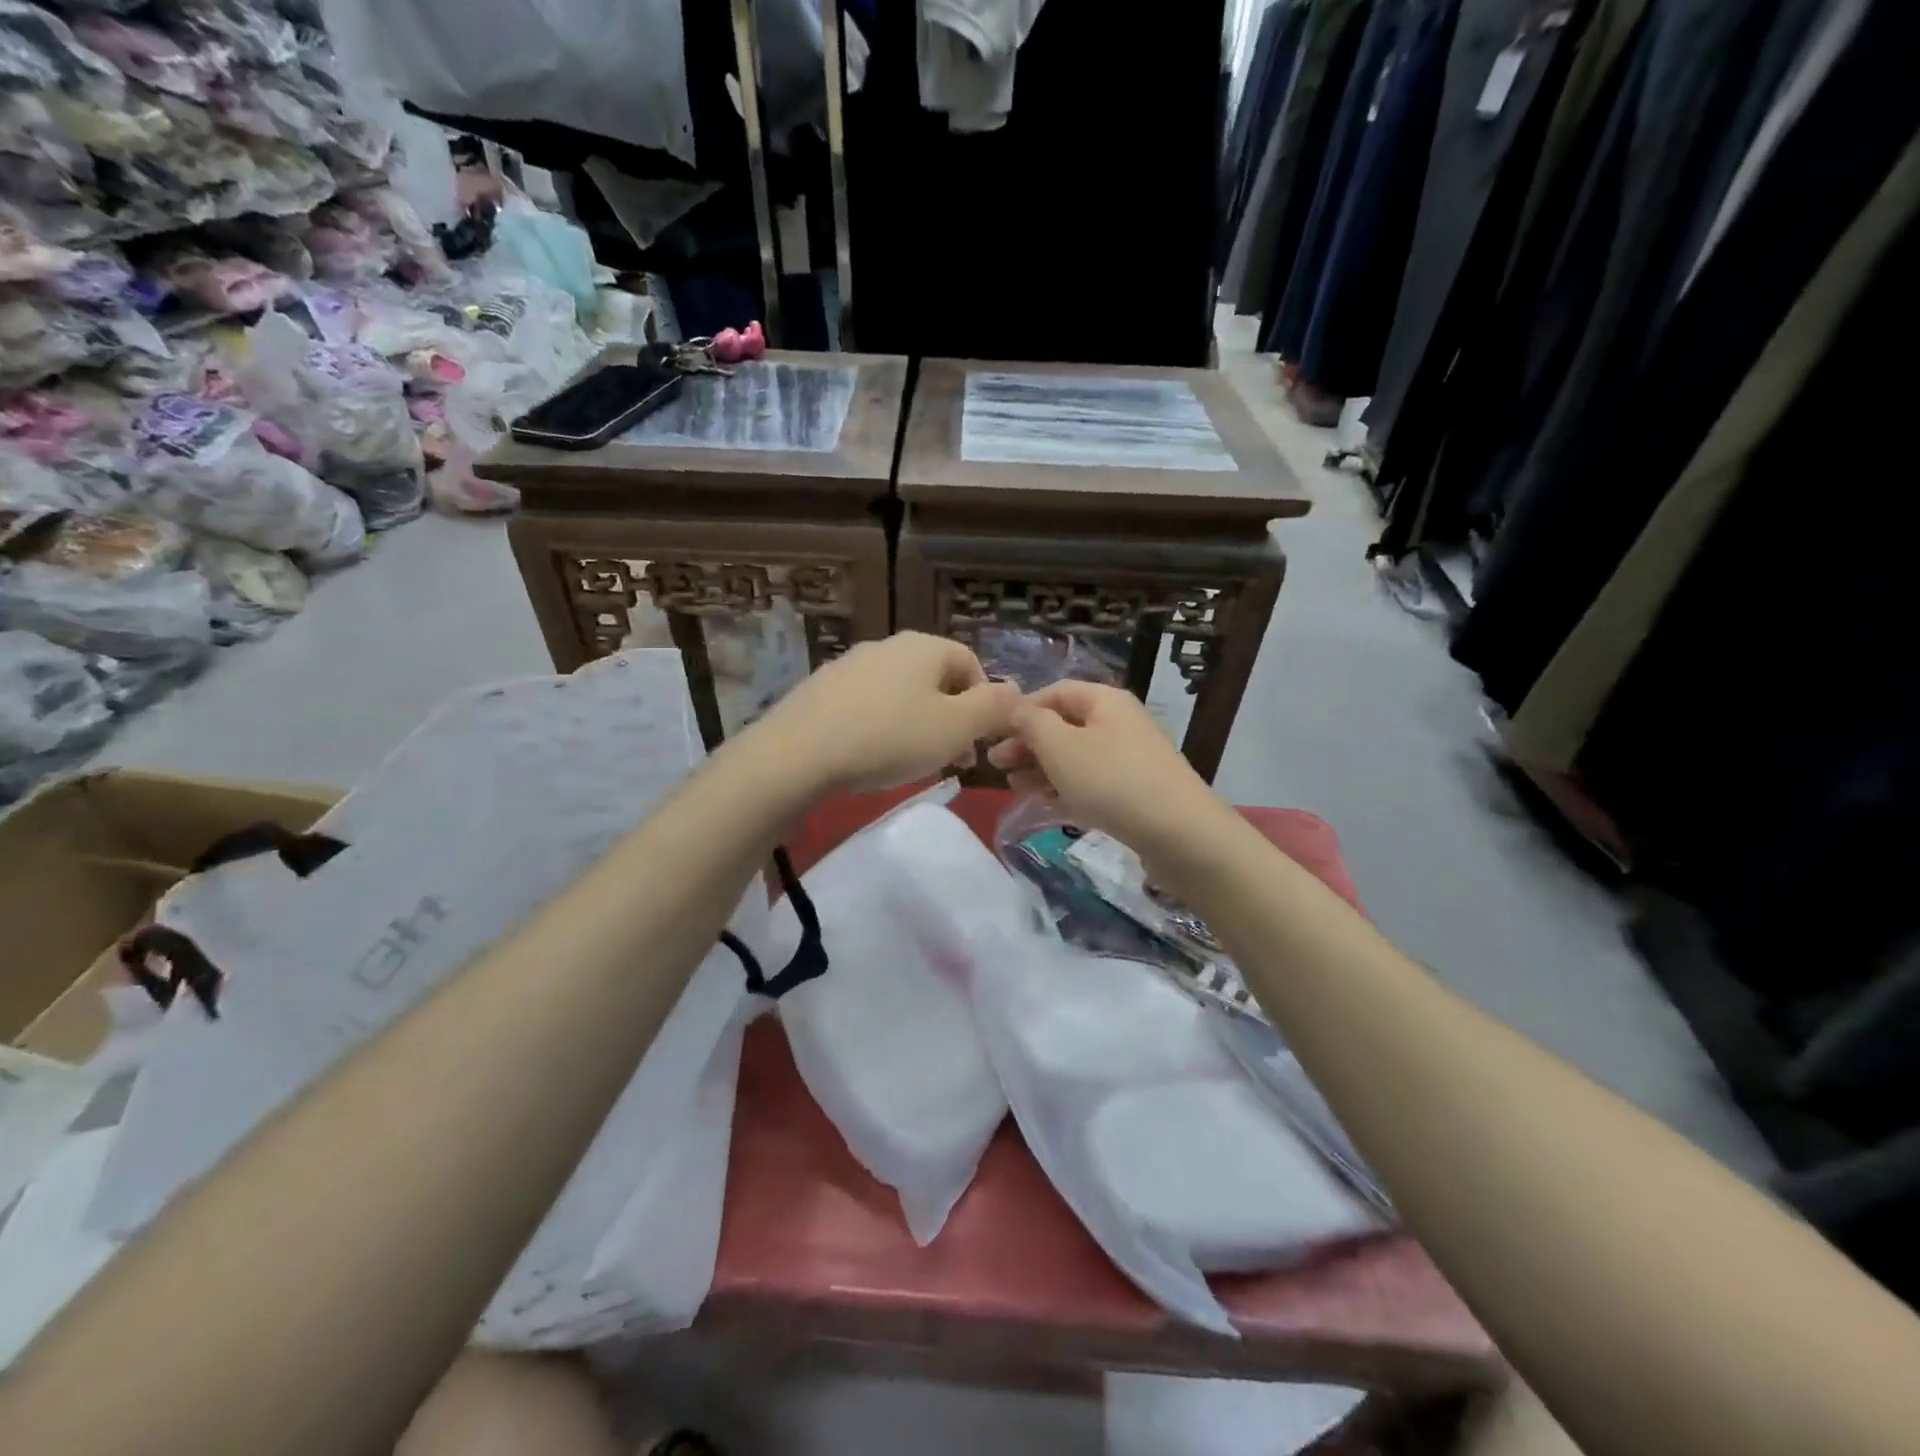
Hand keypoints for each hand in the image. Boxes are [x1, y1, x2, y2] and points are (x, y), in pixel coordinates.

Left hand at [756, 632, 1018, 794]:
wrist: (797, 753)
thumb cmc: (889, 738)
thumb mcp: (955, 728)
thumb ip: (993, 708)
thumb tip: (1017, 692)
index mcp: (925, 646)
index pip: (971, 663)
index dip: (985, 702)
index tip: (980, 742)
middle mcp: (888, 645)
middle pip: (935, 678)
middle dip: (952, 716)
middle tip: (952, 758)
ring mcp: (850, 664)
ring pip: (901, 692)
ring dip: (918, 722)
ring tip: (913, 761)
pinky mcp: (821, 689)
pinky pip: (867, 704)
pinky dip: (881, 726)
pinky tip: (872, 755)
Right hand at [987, 680, 1229, 851]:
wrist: (1179, 833)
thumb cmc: (1111, 780)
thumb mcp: (1060, 746)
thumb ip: (1031, 723)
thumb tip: (1014, 707)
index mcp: (1104, 700)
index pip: (1055, 692)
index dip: (1021, 710)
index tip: (994, 734)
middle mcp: (1119, 721)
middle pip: (1064, 724)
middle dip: (1028, 743)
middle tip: (997, 765)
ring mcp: (1130, 757)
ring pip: (1076, 755)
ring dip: (1042, 768)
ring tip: (1014, 788)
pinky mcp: (1136, 790)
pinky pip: (1092, 780)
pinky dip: (1067, 787)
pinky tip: (1047, 804)